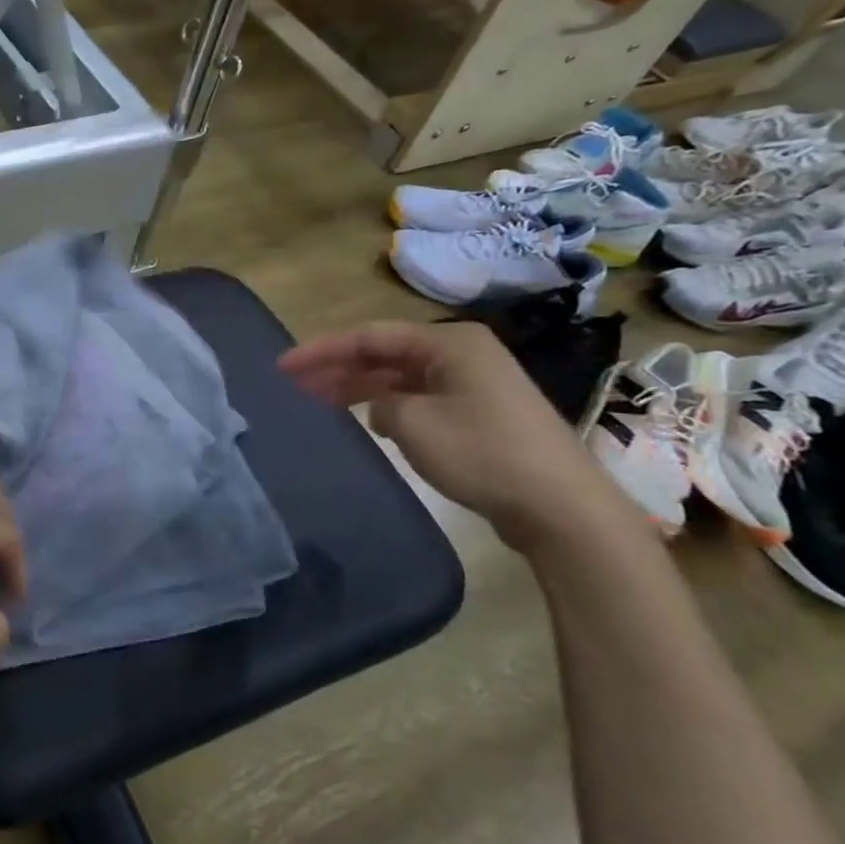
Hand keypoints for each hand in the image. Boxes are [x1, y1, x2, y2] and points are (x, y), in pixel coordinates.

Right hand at [278, 320, 637, 545]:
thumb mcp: (413, 423)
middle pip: (385, 353)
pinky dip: (390, 404)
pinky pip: (421, 397)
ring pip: (402, 376)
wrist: (561, 507)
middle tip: (295, 385)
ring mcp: (475, 383)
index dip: (321, 350)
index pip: (369, 336)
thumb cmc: (483, 454)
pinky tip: (368, 421)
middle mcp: (463, 353)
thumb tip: (381, 405)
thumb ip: (379, 403)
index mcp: (449, 342)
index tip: (283, 366)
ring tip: (320, 401)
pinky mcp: (481, 413)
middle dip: (338, 367)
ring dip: (361, 387)